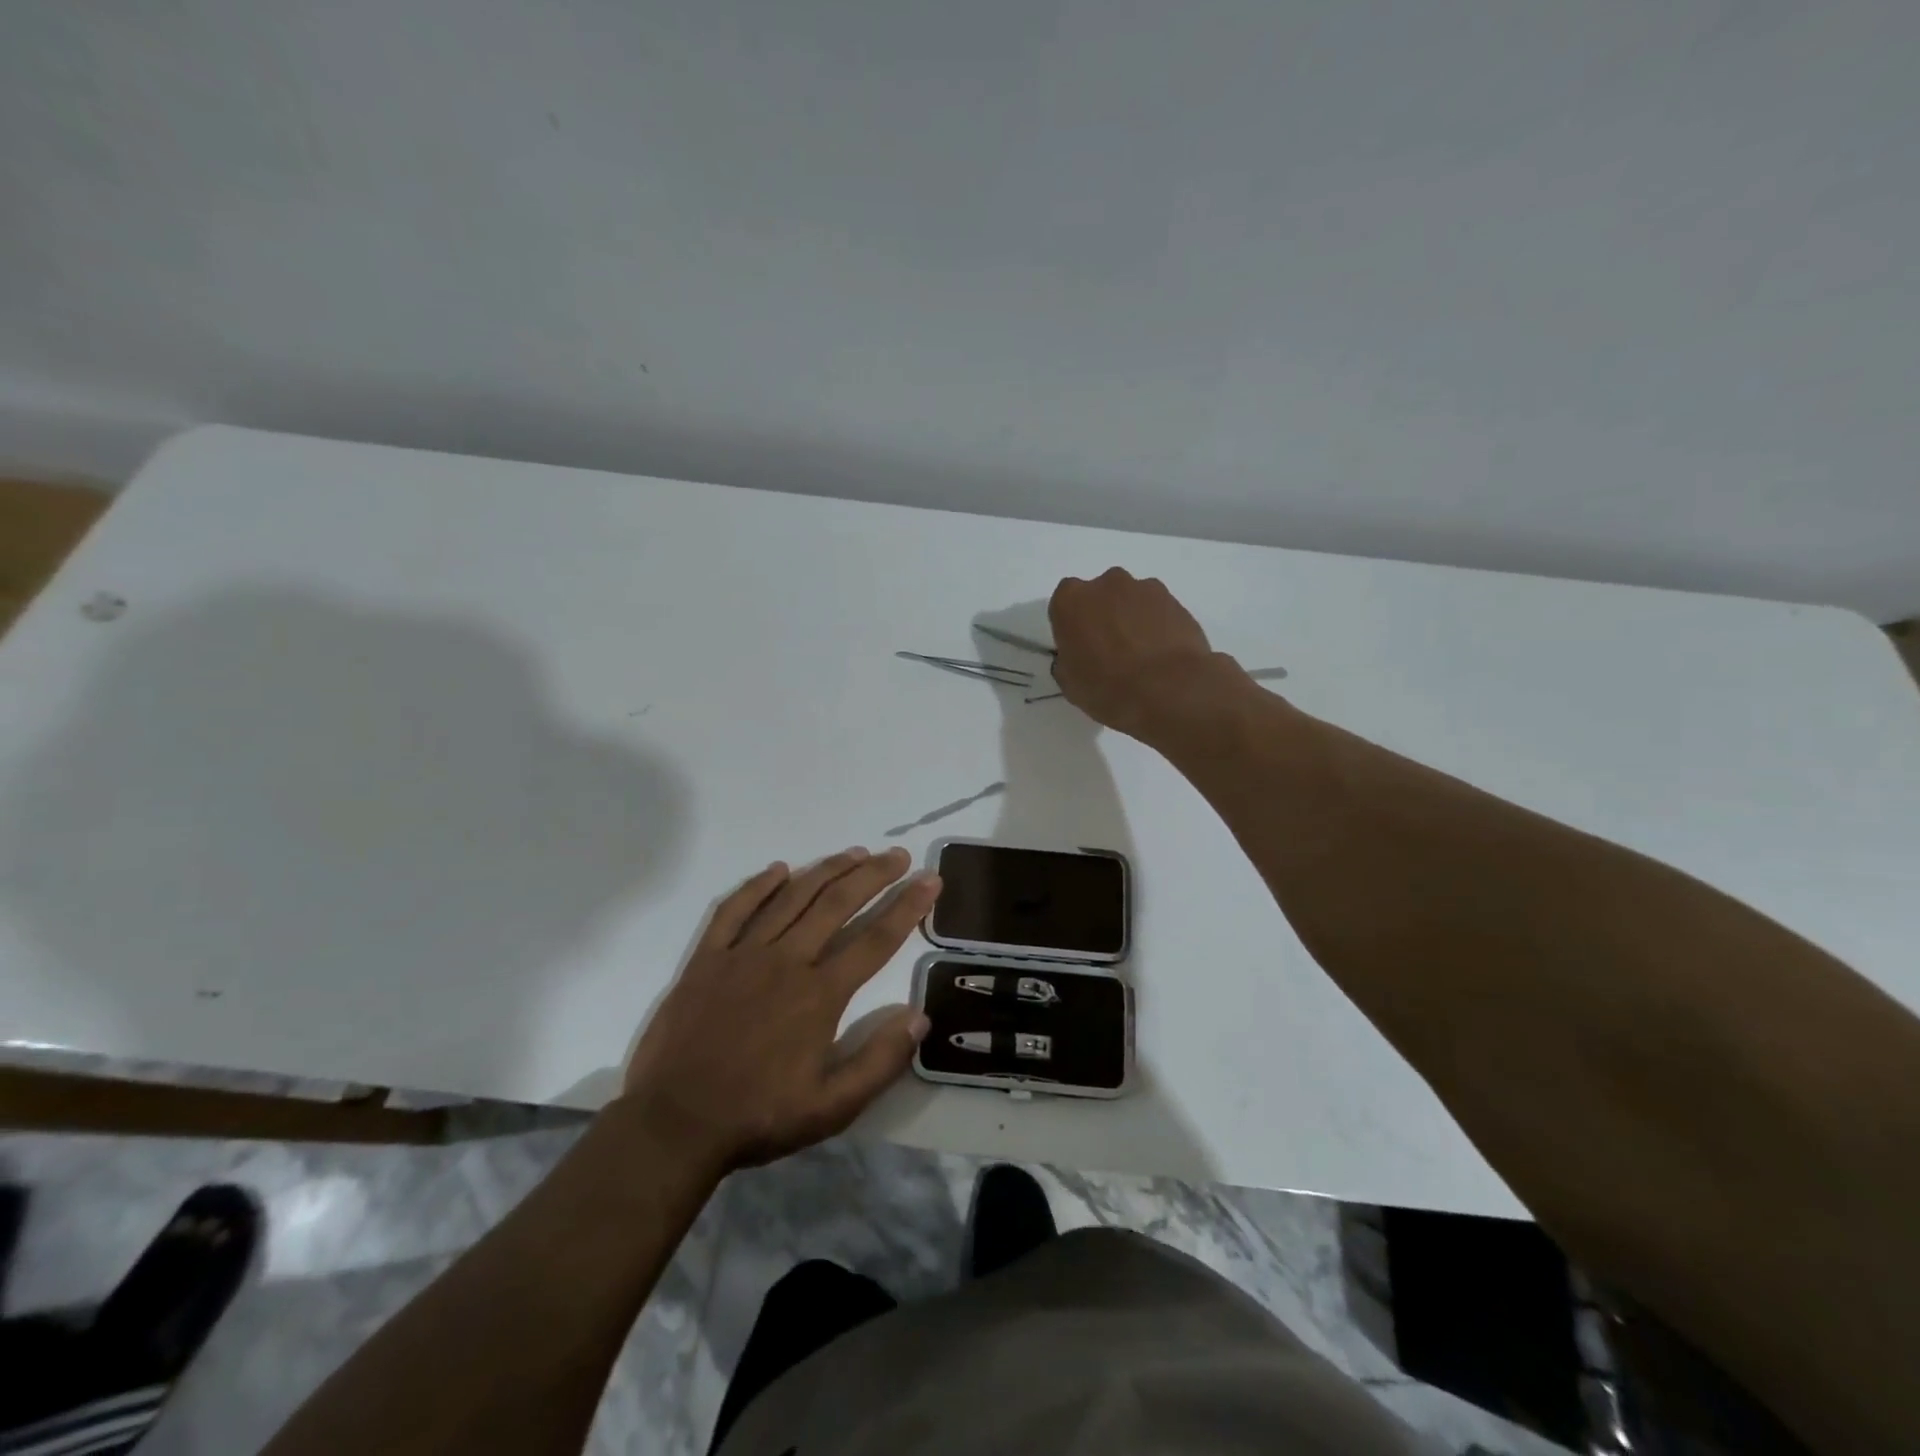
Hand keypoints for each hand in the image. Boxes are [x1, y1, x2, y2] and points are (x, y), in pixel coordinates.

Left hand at [619, 846, 939, 1175]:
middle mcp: (786, 961)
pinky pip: (735, 909)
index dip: (908, 906)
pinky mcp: (707, 958)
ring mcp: (743, 954)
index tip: (930, 879)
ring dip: (827, 869)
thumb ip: (880, 1062)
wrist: (674, 1124)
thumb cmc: (758, 1116)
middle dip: (874, 875)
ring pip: (792, 897)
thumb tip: (920, 1017)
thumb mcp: (831, 1108)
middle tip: (899, 855)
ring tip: (855, 852)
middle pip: (837, 903)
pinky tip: (779, 869)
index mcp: (819, 994)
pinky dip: (758, 886)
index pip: (876, 939)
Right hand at [1049, 568, 1235, 739]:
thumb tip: (1078, 657)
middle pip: (1100, 596)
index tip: (1079, 649)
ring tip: (1141, 655)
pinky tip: (1161, 655)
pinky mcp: (1176, 601)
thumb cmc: (1107, 688)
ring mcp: (1145, 588)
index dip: (1072, 627)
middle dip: (1103, 616)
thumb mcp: (1070, 683)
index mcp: (1070, 600)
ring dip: (1132, 619)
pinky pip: (1159, 611)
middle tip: (1110, 650)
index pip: (1064, 605)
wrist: (1168, 690)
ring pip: (1132, 600)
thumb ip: (1068, 660)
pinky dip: (1158, 626)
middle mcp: (1106, 584)